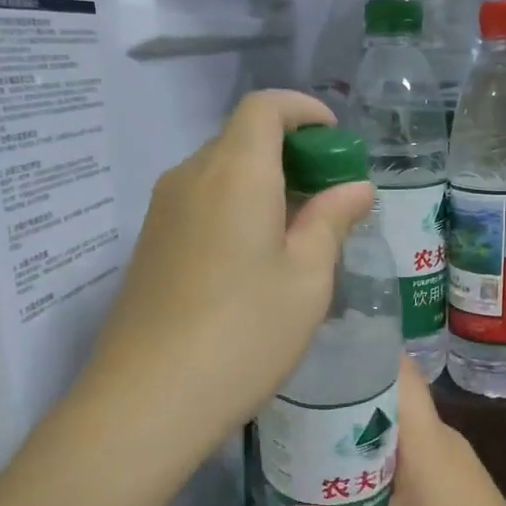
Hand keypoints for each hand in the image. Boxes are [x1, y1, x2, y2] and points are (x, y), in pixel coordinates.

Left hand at [85, 90, 373, 448]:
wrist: (149, 398)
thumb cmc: (244, 334)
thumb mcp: (306, 279)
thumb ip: (331, 222)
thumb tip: (355, 188)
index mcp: (235, 172)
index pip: (265, 107)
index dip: (304, 110)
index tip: (335, 141)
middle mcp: (191, 177)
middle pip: (241, 139)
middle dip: (290, 154)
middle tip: (328, 198)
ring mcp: (162, 212)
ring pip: (219, 174)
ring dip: (262, 185)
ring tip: (297, 235)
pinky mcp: (149, 246)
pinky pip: (200, 205)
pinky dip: (235, 209)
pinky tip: (255, 261)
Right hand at [269, 362, 505, 505]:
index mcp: (426, 439)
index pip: (399, 371)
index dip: (364, 353)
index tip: (321, 354)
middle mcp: (441, 438)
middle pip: (393, 397)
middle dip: (349, 396)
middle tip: (300, 403)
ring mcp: (454, 459)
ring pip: (403, 427)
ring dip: (364, 429)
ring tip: (315, 437)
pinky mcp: (458, 481)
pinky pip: (414, 450)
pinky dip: (383, 454)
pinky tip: (355, 477)